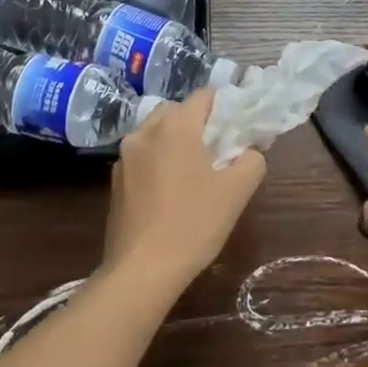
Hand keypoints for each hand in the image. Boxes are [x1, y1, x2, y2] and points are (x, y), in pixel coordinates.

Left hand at [103, 89, 265, 294]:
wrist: (141, 270)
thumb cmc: (193, 224)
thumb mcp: (236, 192)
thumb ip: (251, 160)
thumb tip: (249, 150)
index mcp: (176, 126)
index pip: (205, 95)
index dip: (225, 107)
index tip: (237, 130)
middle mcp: (146, 131)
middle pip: (177, 111)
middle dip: (198, 124)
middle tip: (217, 152)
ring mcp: (125, 156)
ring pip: (156, 133)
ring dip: (175, 142)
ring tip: (193, 173)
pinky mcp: (116, 180)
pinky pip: (143, 157)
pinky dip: (157, 162)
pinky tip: (169, 193)